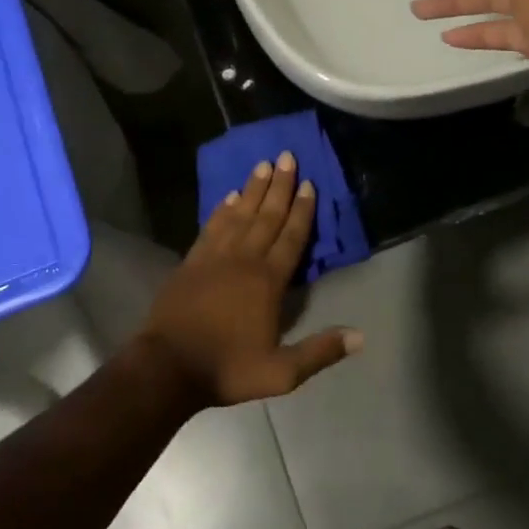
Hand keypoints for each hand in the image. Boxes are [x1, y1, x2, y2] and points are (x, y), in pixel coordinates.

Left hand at [139, 153, 362, 406]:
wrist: (168, 367)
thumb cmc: (227, 368)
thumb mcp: (281, 373)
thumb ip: (320, 351)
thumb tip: (360, 336)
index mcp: (268, 282)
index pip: (291, 237)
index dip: (302, 210)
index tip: (309, 183)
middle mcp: (244, 260)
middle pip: (266, 216)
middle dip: (279, 186)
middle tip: (287, 156)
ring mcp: (214, 257)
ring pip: (239, 214)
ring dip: (252, 189)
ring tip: (262, 164)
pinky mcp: (192, 261)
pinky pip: (212, 226)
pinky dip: (222, 209)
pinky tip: (229, 196)